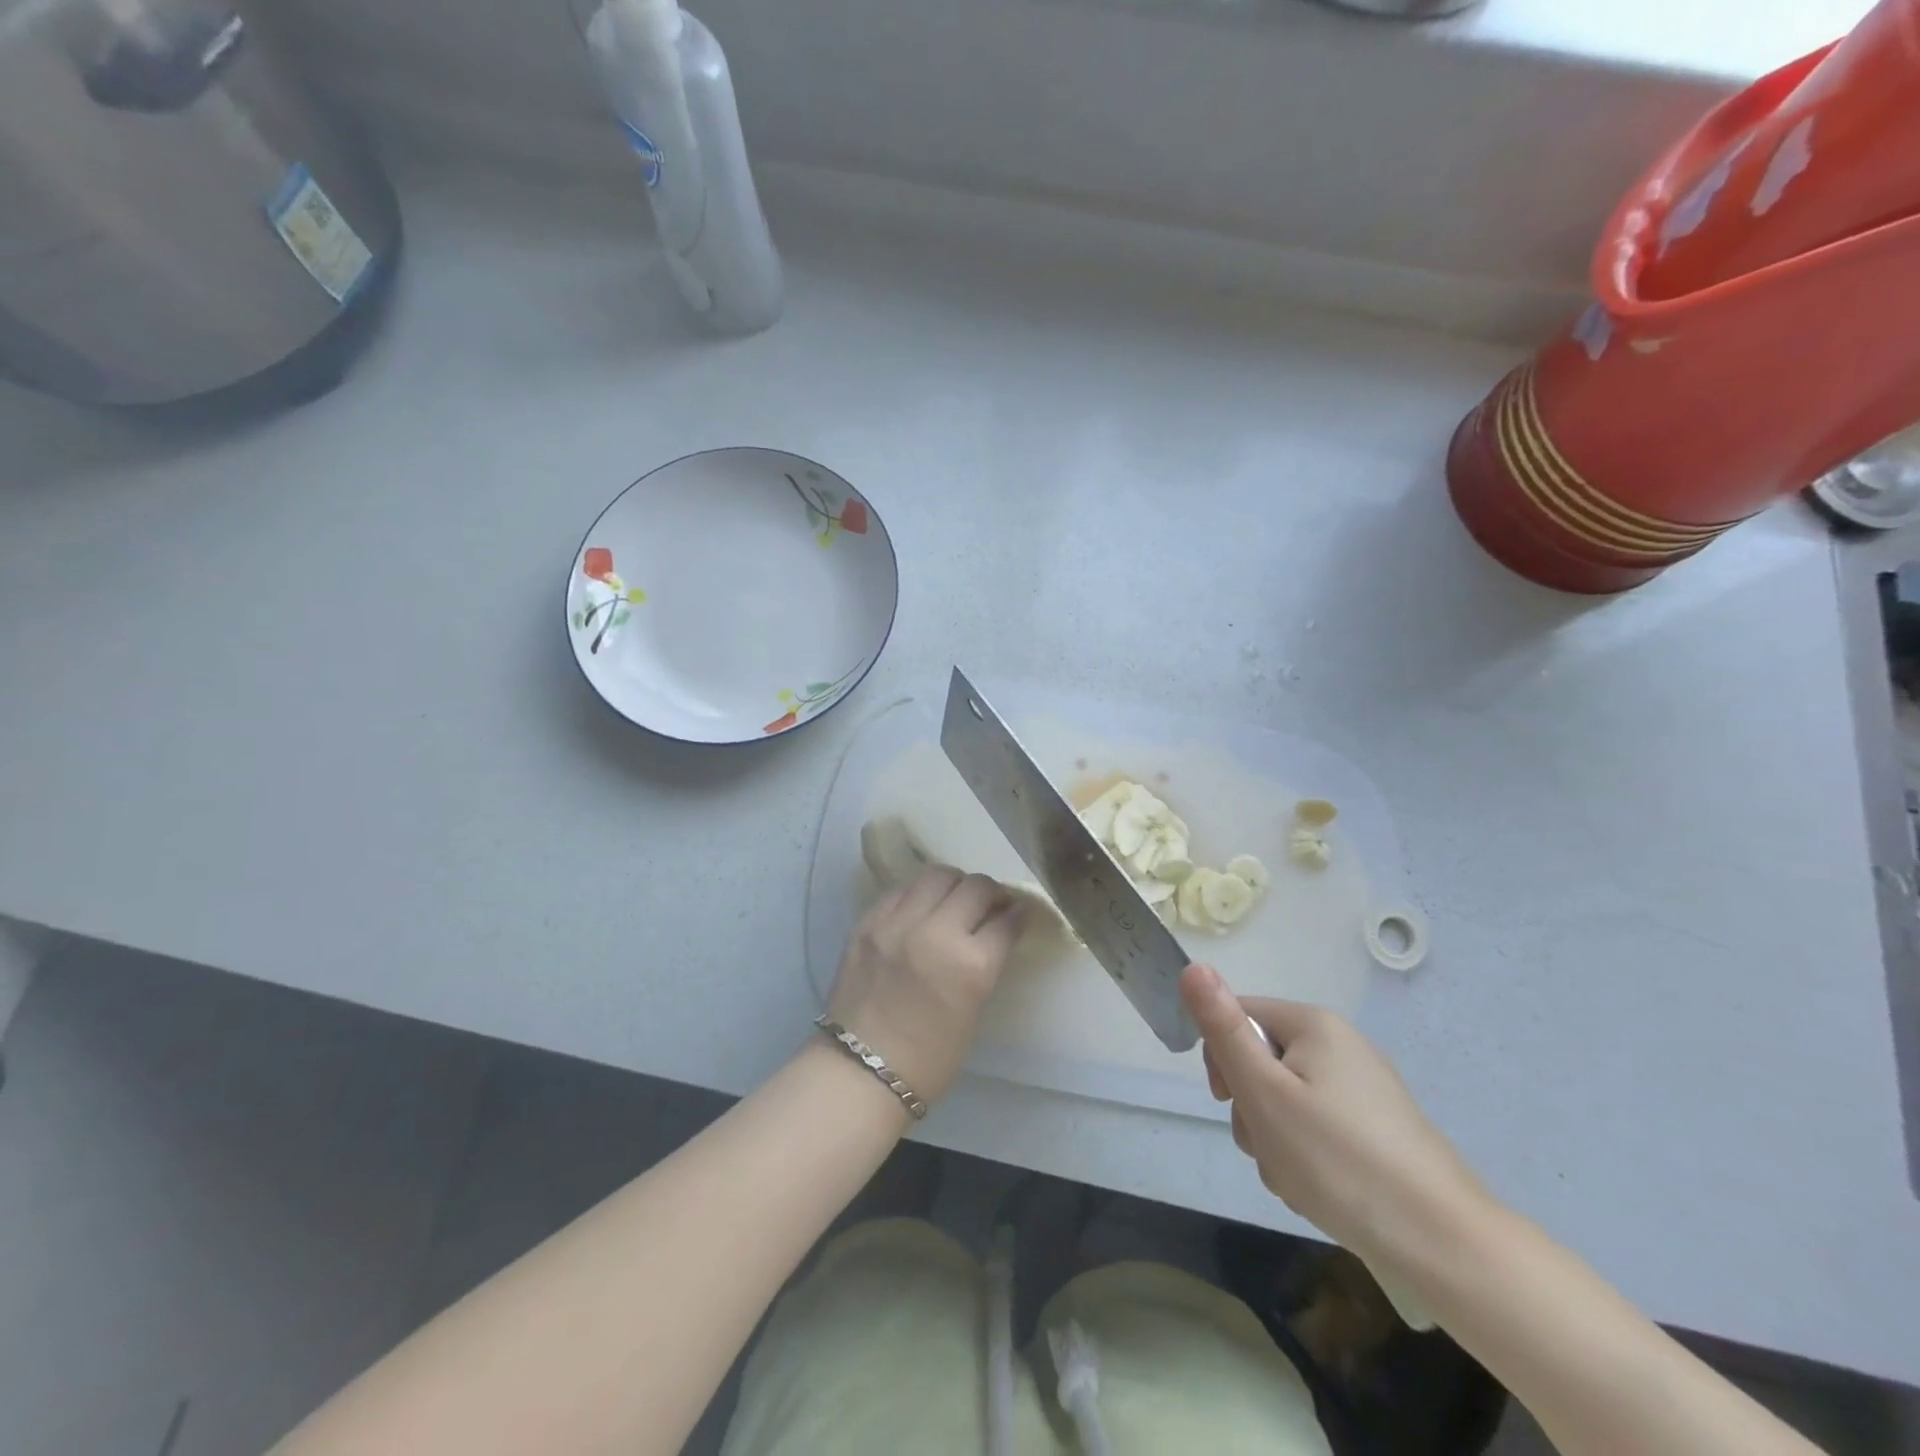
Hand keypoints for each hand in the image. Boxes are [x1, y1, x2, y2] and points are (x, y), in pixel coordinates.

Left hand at [827, 867, 1024, 1104]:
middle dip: (991, 893)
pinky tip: (921, 909)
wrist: (860, 1072)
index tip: (1021, 911)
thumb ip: (986, 961)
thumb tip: (998, 927)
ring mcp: (897, 923)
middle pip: (976, 887)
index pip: (1007, 920)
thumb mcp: (974, 1008)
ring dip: (955, 885)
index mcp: (971, 965)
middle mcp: (936, 933)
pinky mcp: (868, 921)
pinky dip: (919, 894)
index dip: (1020, 912)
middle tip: (991, 905)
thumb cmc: (929, 1057)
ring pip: (938, 875)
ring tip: (955, 901)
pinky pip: (902, 889)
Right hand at [1180, 963, 1493, 1268]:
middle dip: (1252, 1108)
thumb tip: (1192, 966)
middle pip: (1262, 1062)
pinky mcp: (1377, 1130)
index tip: (1230, 1100)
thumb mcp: (1263, 1091)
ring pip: (1286, 1102)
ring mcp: (1363, 1089)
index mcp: (1313, 1024)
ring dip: (1275, 1139)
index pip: (1238, 1015)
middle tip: (1269, 1145)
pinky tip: (1322, 1189)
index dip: (1222, 1058)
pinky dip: (1306, 1157)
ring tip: (1298, 1177)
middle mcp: (1340, 1045)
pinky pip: (1316, 1129)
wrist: (1442, 1244)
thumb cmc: (1337, 1159)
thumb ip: (1223, 1029)